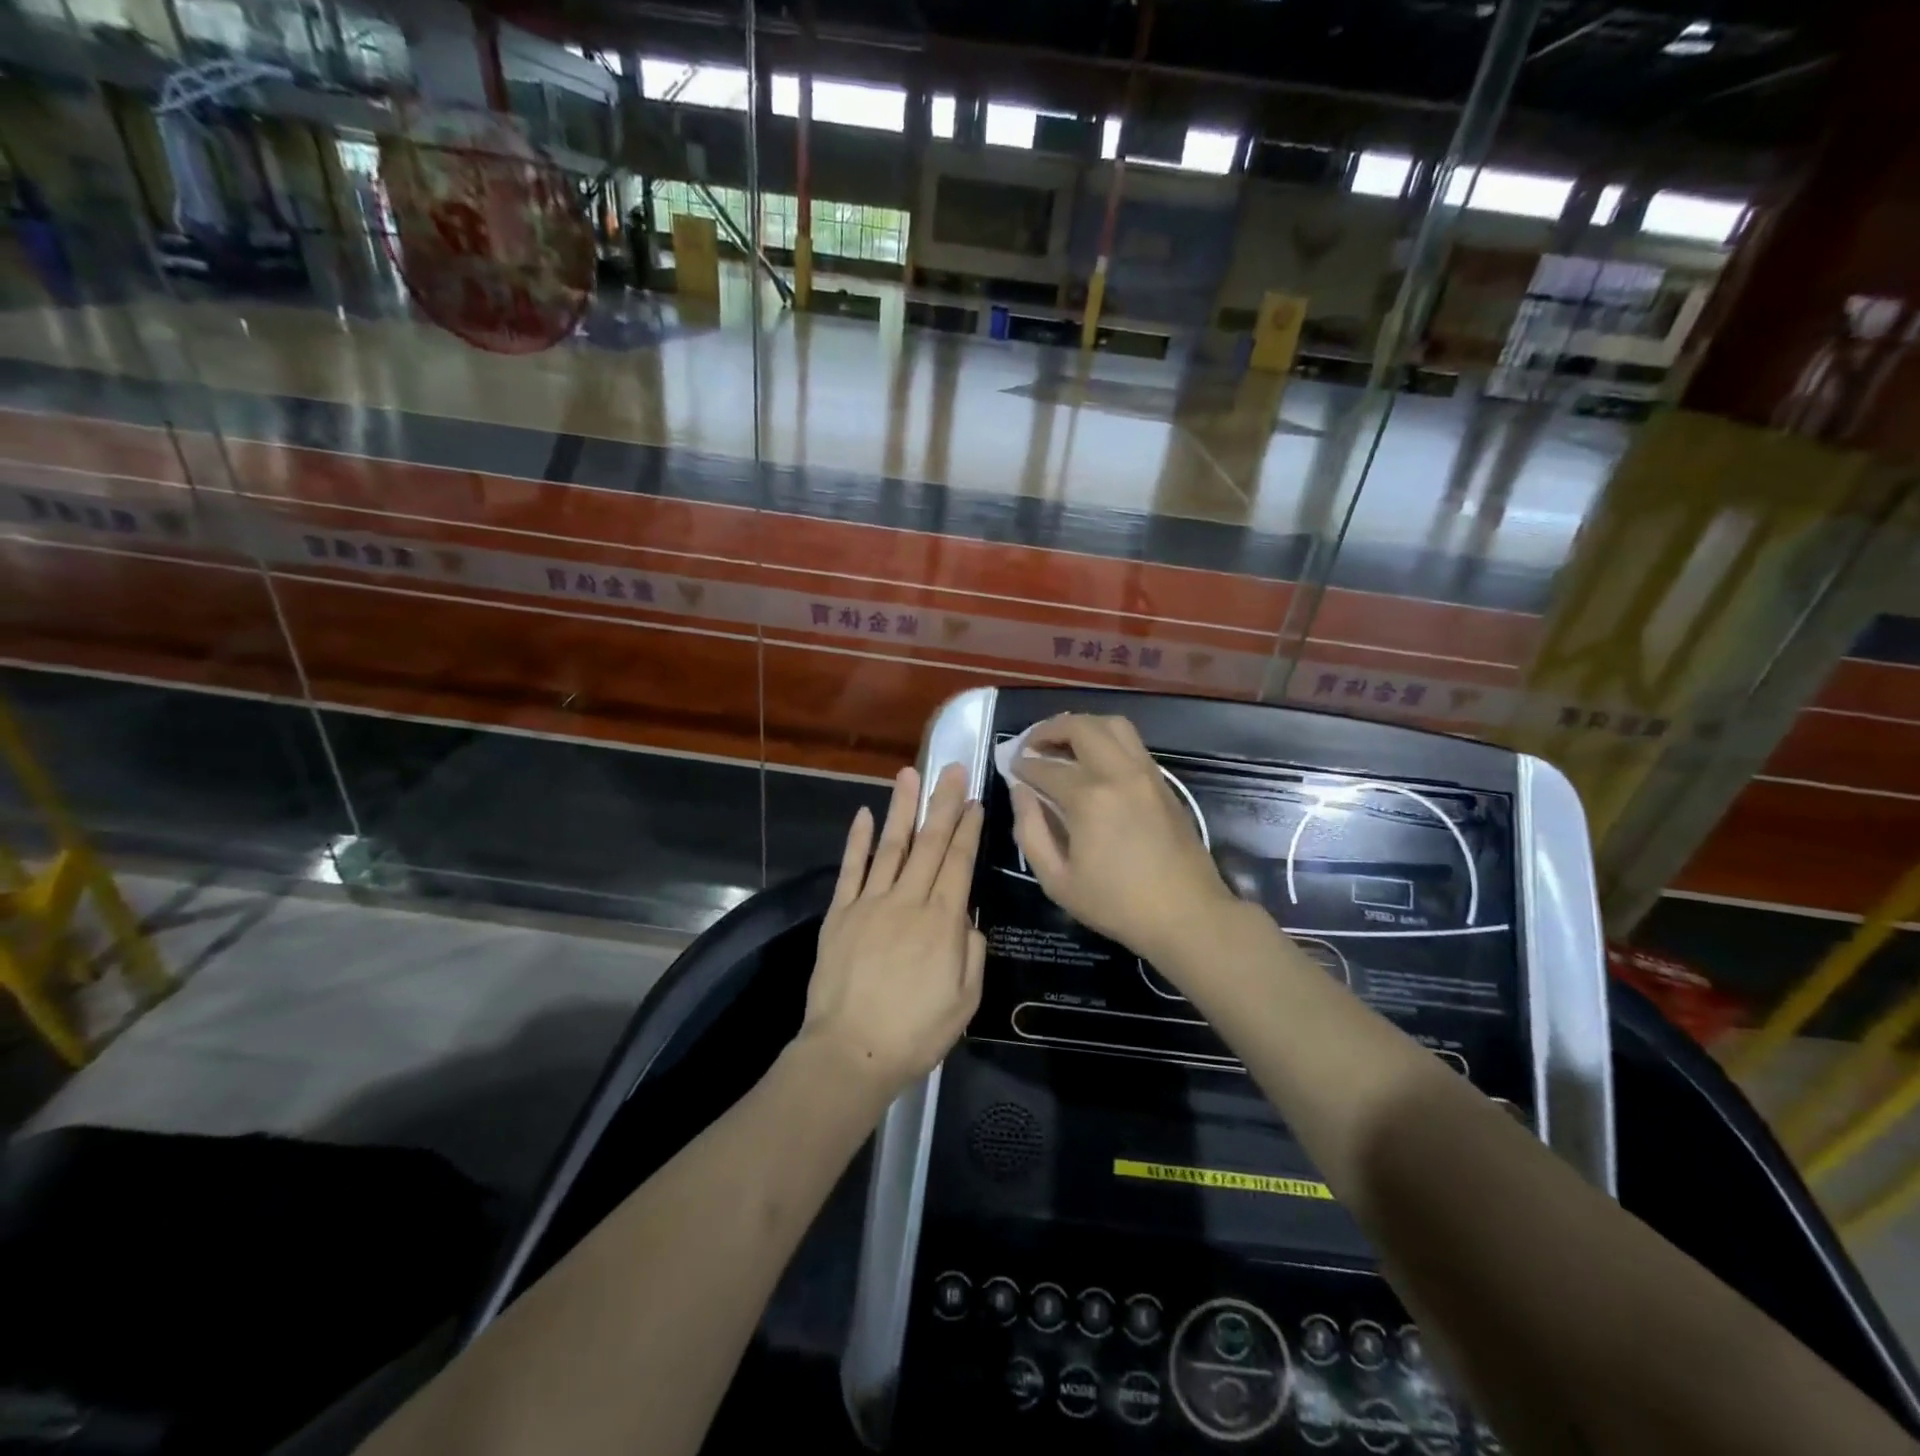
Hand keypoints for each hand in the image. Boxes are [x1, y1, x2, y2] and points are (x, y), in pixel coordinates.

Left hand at [799, 763, 985, 1098]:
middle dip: (943, 804)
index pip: (959, 863)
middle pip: (929, 844)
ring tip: (911, 774)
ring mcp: (870, 904)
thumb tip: (967, 918)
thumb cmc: (915, 1033)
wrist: (850, 1053)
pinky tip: (866, 813)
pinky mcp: (839, 914)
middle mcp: (908, 901)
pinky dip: (858, 840)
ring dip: (902, 808)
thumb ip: (971, 953)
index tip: (974, 801)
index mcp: (942, 922)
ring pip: (891, 846)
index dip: (968, 829)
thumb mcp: (965, 1001)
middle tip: (951, 769)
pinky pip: (851, 869)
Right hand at [1010, 714, 1236, 966]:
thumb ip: (1030, 831)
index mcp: (1088, 799)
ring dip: (1081, 726)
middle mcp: (1118, 773)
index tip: (1011, 768)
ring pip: (1112, 724)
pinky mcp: (1163, 781)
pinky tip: (1093, 760)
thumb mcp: (1057, 880)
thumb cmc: (1116, 905)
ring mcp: (1145, 773)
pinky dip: (1106, 738)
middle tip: (1031, 746)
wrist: (1187, 915)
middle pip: (1080, 727)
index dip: (1022, 765)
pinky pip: (1131, 742)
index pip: (1045, 767)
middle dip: (1048, 730)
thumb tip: (1020, 791)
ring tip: (1063, 744)